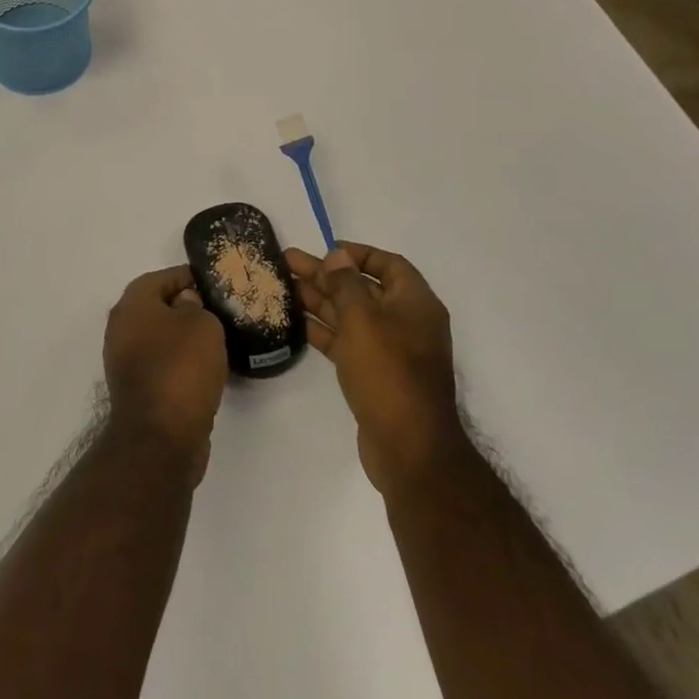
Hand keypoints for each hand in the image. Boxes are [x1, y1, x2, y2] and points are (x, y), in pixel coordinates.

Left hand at [103, 265, 227, 480]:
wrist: (160, 438)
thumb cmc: (181, 368)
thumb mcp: (202, 324)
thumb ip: (196, 305)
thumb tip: (185, 305)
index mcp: (132, 305)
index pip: (162, 277)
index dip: (190, 277)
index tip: (215, 285)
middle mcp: (122, 329)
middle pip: (158, 307)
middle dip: (187, 308)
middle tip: (219, 313)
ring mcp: (125, 362)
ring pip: (160, 338)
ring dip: (184, 339)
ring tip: (218, 342)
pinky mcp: (137, 390)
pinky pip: (162, 365)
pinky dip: (181, 364)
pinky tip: (206, 371)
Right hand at [286, 243, 465, 497]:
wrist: (409, 448)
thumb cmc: (388, 372)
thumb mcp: (363, 320)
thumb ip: (346, 284)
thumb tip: (338, 256)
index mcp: (415, 303)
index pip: (388, 264)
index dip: (358, 253)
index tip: (325, 250)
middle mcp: (406, 322)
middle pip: (363, 288)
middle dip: (327, 275)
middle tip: (287, 262)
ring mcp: (391, 351)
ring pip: (352, 315)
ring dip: (320, 300)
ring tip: (283, 286)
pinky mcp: (375, 375)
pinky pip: (348, 342)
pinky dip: (324, 330)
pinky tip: (296, 322)